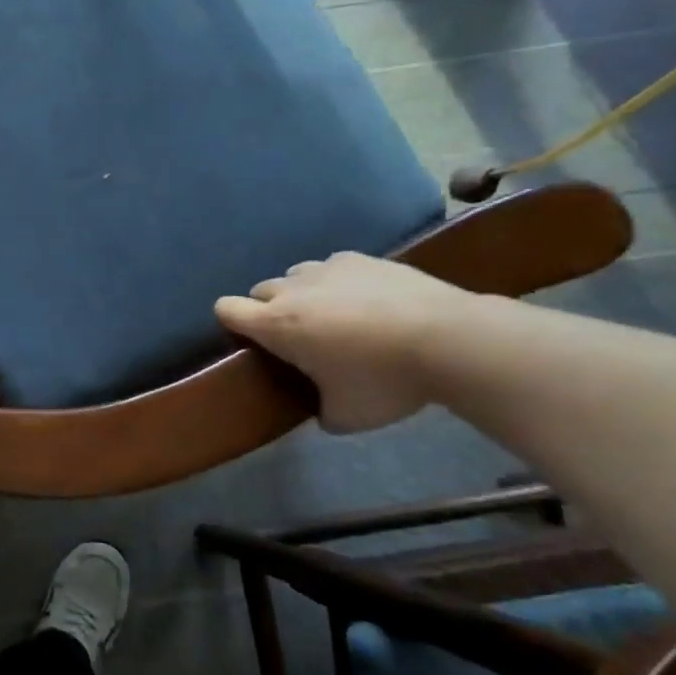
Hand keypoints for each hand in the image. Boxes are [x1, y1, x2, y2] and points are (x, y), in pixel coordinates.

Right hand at [214, 253, 471, 432]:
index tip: (250, 340)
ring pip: (296, 275)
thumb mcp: (347, 416)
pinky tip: (367, 302)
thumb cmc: (385, 380)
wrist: (449, 338)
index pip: (226, 309)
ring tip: (334, 317)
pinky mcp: (362, 258)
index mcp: (277, 325)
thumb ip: (322, 411)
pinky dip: (339, 282)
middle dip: (270, 310)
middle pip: (260, 290)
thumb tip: (323, 410)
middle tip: (299, 337)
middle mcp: (293, 289)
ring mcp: (328, 268)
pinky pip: (333, 267)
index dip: (231, 322)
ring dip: (303, 293)